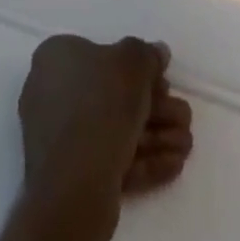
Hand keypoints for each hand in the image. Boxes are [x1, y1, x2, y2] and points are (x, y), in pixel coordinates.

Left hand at [8, 35, 193, 240]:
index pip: (102, 54)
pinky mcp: (69, 177)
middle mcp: (51, 92)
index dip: (138, 67)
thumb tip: (157, 52)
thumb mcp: (133, 63)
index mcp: (57, 58)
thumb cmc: (100, 106)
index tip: (164, 81)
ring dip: (155, 136)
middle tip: (184, 116)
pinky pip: (109, 159)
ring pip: (115, 130)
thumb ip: (147, 55)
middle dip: (155, 108)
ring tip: (187, 145)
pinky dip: (142, 160)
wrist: (72, 188)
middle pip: (113, 95)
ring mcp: (58, 138)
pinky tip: (175, 164)